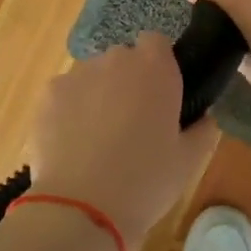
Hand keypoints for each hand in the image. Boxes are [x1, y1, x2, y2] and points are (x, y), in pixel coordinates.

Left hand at [28, 32, 217, 247]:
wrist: (81, 208)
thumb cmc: (146, 182)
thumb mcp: (189, 161)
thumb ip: (202, 129)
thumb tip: (203, 117)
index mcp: (155, 69)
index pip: (156, 43)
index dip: (158, 65)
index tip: (160, 94)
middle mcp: (114, 60)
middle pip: (121, 59)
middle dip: (126, 82)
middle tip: (132, 124)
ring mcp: (76, 75)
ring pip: (90, 77)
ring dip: (96, 96)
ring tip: (97, 140)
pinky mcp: (47, 95)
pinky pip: (64, 95)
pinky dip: (68, 111)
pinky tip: (72, 145)